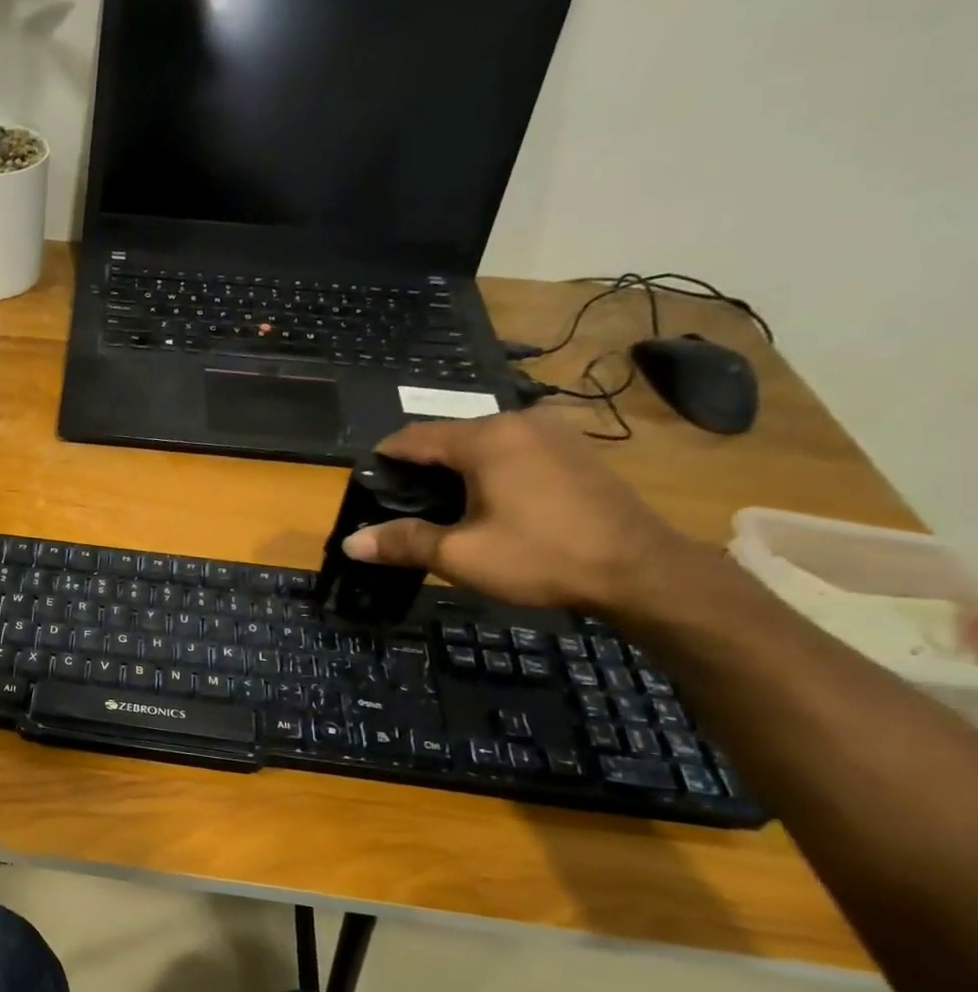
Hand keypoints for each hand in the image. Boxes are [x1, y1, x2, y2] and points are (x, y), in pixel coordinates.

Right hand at [341, 411, 691, 611]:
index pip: (413, 437)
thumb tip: (350, 543)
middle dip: (421, 468)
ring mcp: (554, 432)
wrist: (642, 570)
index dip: (383, 460)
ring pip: (484, 443)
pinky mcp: (576, 450)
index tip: (366, 487)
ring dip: (457, 470)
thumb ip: (402, 542)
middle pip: (449, 438)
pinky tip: (491, 503)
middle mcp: (519, 421)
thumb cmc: (542, 556)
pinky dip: (492, 470)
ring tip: (443, 508)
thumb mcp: (460, 555)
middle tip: (402, 506)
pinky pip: (515, 450)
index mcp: (486, 438)